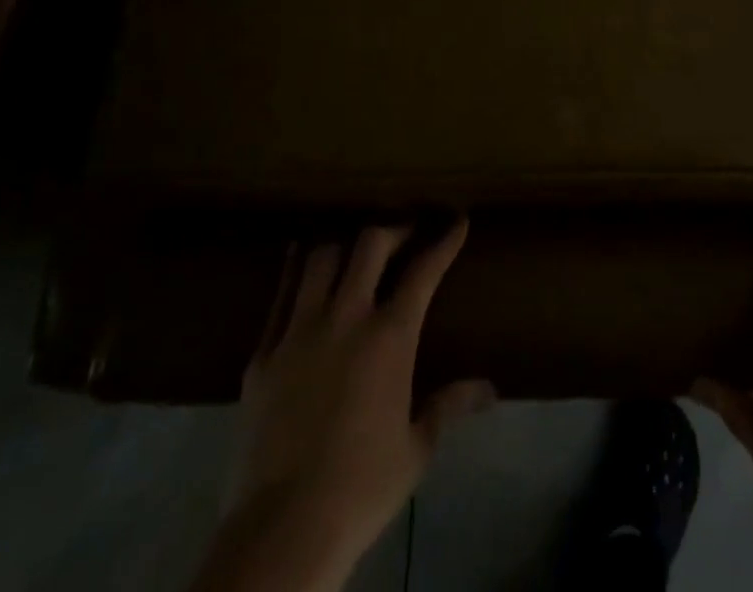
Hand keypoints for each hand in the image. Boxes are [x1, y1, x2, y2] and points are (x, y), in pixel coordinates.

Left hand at [191, 220, 493, 591]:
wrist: (282, 531)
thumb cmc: (362, 488)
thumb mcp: (416, 448)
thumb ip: (449, 405)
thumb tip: (489, 389)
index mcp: (389, 337)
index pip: (424, 271)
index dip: (444, 241)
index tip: (457, 221)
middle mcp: (346, 318)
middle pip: (370, 245)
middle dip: (394, 229)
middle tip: (406, 234)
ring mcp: (299, 331)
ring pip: (321, 258)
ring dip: (343, 244)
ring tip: (354, 247)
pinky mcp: (263, 354)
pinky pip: (280, 295)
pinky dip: (296, 270)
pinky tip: (302, 262)